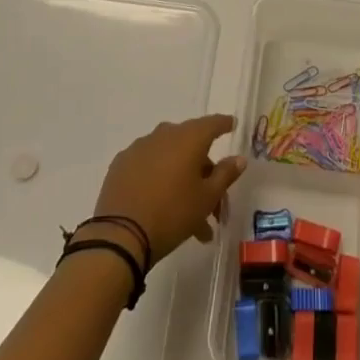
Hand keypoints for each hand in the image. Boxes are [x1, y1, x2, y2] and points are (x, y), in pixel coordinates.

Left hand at [88, 115, 245, 266]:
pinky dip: (159, 179)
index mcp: (188, 138)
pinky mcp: (121, 164)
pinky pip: (148, 166)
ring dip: (182, 180)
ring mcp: (139, 148)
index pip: (211, 124)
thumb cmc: (172, 213)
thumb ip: (225, 174)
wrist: (120, 235)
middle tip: (213, 201)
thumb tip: (239, 158)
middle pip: (190, 145)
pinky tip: (162, 204)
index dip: (224, 124)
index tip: (232, 124)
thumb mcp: (206, 198)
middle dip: (204, 170)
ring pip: (169, 159)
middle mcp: (163, 135)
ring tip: (191, 220)